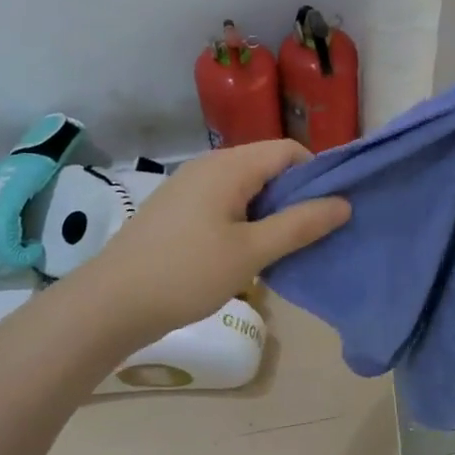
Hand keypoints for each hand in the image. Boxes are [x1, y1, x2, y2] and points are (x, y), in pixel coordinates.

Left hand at [63, 141, 349, 346]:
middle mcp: (209, 165)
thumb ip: (300, 225)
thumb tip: (344, 203)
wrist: (110, 304)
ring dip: (272, 210)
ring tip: (287, 245)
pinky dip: (247, 219)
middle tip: (315, 231)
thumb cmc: (186, 273)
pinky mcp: (178, 209)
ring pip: (247, 186)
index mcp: (228, 166)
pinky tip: (250, 251)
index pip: (288, 150)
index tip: (334, 208)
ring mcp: (190, 187)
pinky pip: (226, 201)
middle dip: (296, 194)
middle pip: (268, 165)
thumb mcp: (251, 252)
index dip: (317, 173)